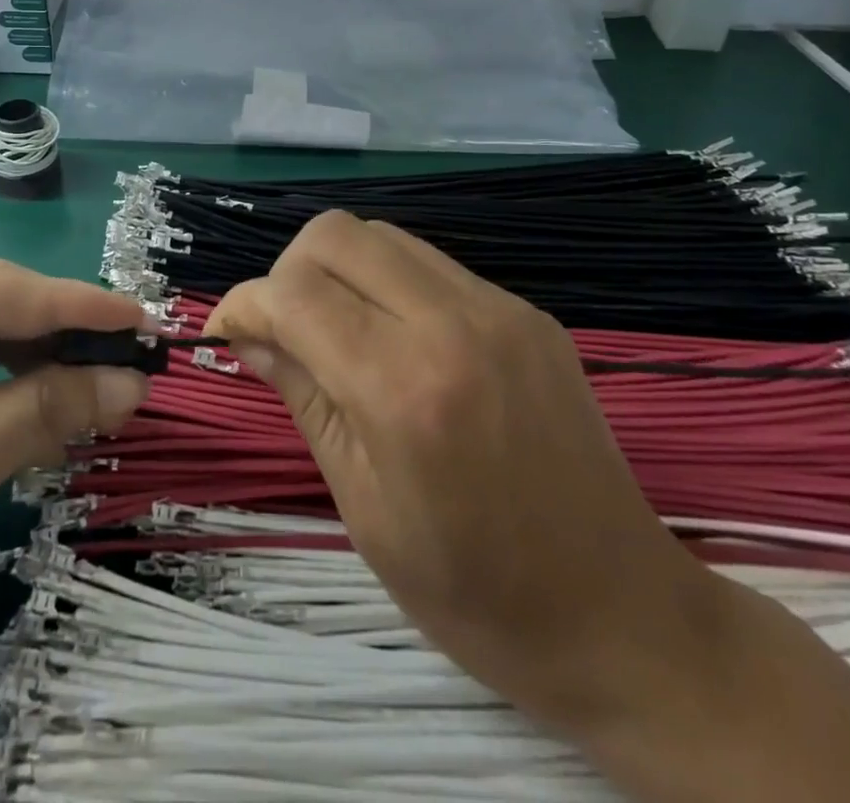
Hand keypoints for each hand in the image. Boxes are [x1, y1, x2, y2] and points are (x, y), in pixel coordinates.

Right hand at [203, 211, 714, 734]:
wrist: (620, 615)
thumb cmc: (473, 591)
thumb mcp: (362, 505)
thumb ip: (302, 395)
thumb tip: (246, 333)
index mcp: (403, 389)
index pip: (294, 294)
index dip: (244, 303)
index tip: (228, 332)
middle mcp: (453, 324)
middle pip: (335, 234)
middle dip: (288, 271)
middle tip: (284, 331)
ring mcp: (500, 309)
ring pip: (382, 236)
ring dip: (339, 270)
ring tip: (337, 333)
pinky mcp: (528, 312)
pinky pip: (432, 265)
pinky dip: (390, 284)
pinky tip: (397, 341)